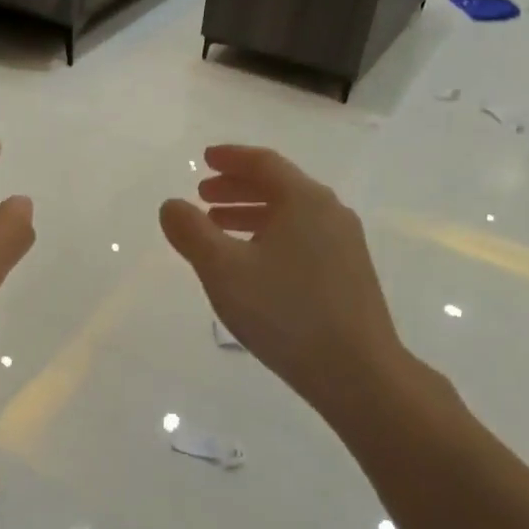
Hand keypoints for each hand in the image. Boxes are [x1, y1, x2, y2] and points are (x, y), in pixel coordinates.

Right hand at [159, 145, 412, 421]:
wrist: (355, 370)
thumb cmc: (284, 312)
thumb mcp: (223, 270)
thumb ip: (191, 233)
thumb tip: (172, 205)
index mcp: (304, 200)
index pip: (263, 163)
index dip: (231, 158)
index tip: (205, 158)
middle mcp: (329, 212)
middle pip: (279, 186)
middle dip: (237, 188)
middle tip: (204, 196)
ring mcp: (345, 243)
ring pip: (291, 215)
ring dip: (252, 214)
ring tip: (220, 228)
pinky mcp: (349, 273)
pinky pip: (303, 237)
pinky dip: (272, 236)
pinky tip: (254, 263)